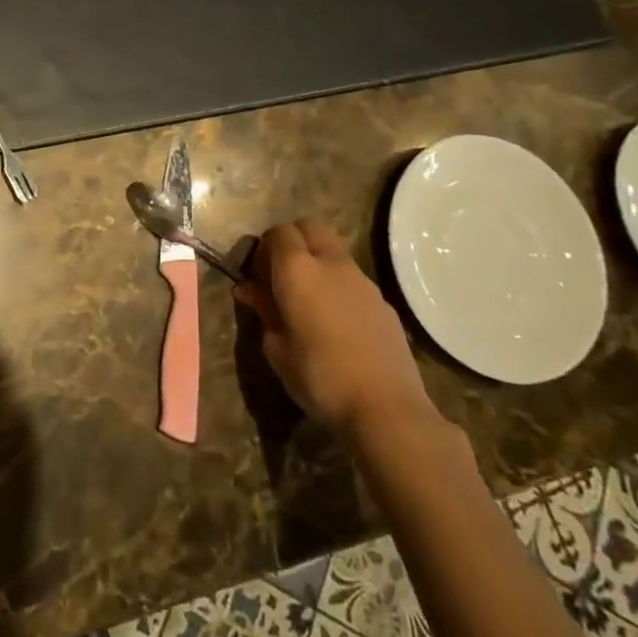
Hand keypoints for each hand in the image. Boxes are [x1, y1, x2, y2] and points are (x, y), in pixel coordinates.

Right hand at [233, 219, 434, 436]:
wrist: (386, 409)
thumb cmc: (319, 377)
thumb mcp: (276, 347)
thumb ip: (264, 310)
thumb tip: (251, 290)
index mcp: (297, 269)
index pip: (278, 232)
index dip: (265, 248)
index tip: (258, 276)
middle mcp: (330, 262)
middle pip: (308, 228)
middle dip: (292, 242)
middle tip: (281, 277)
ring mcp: (362, 280)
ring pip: (333, 252)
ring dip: (318, 263)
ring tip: (310, 302)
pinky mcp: (383, 302)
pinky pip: (353, 280)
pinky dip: (339, 287)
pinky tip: (338, 323)